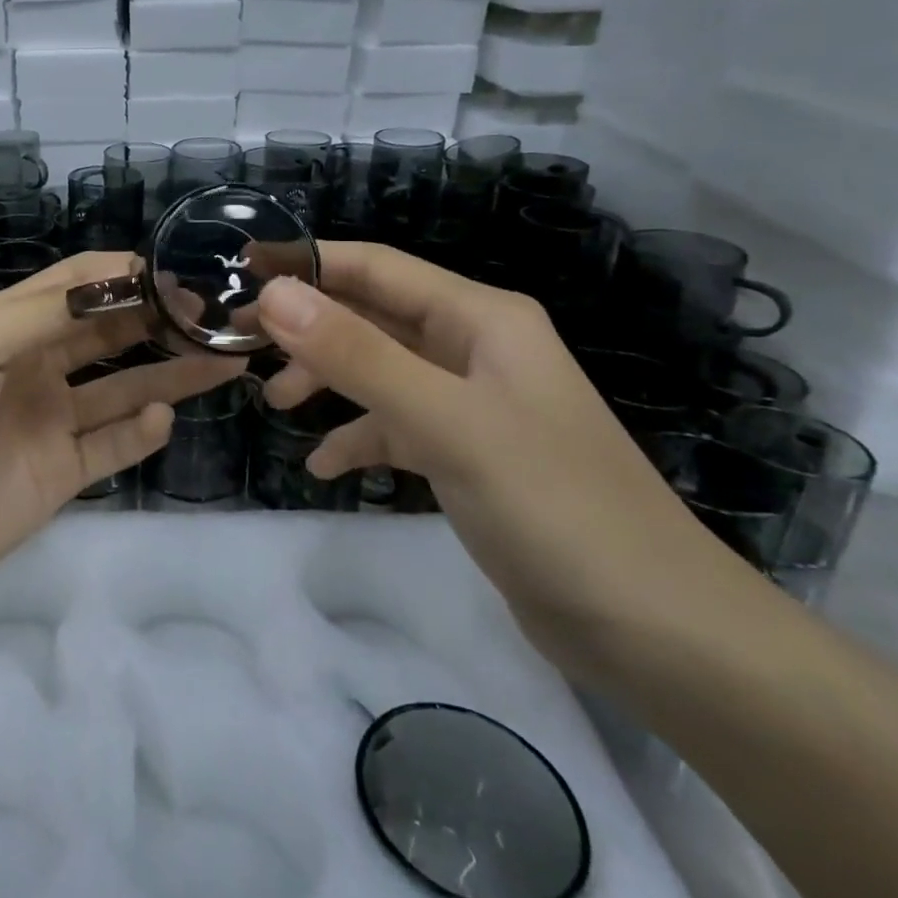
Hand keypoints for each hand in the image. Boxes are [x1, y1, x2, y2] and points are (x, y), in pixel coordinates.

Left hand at [0, 252, 244, 619]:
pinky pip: (112, 446)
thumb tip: (117, 279)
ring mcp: (49, 423)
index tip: (180, 273)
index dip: (126, 275)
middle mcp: (35, 368)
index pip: (78, 284)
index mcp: (9, 327)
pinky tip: (162, 418)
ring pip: (122, 388)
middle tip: (216, 317)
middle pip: (109, 334)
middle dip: (159, 321)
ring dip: (169, 373)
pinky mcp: (59, 475)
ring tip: (224, 360)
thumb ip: (42, 313)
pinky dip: (141, 432)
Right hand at [256, 242, 741, 681]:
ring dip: (326, 380)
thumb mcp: (445, 422)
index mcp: (481, 319)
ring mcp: (472, 403)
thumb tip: (274, 294)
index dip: (306, 265)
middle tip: (240, 346)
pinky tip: (325, 467)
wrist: (658, 632)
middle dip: (307, 327)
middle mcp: (475, 348)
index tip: (239, 273)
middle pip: (372, 317)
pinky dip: (358, 437)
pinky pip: (396, 426)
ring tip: (275, 405)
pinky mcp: (469, 455)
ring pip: (379, 371)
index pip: (376, 268)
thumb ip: (356, 355)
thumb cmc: (554, 506)